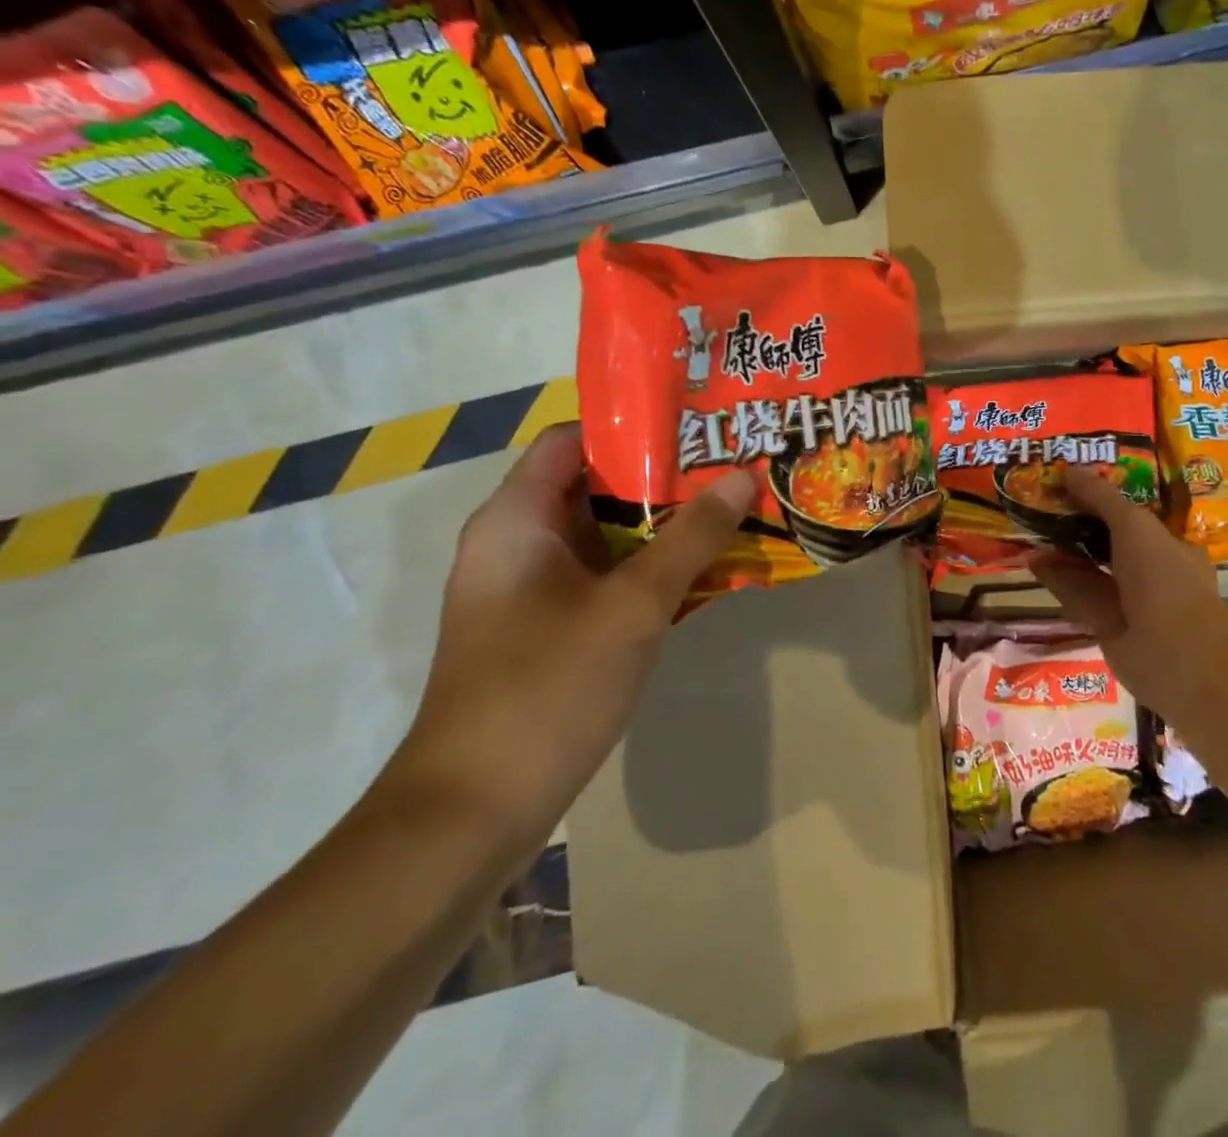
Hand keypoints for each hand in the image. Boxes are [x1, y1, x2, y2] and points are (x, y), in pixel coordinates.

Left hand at [388, 425, 753, 854]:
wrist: (473, 813)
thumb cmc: (546, 688)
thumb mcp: (632, 605)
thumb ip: (691, 537)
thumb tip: (743, 475)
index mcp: (517, 520)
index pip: (573, 440)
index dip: (634, 426)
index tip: (699, 424)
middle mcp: (519, 543)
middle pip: (596, 485)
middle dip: (666, 475)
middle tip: (733, 464)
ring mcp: (533, 589)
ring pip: (607, 535)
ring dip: (665, 524)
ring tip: (733, 507)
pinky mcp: (549, 628)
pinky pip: (607, 577)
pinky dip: (652, 567)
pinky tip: (707, 570)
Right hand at [1033, 466, 1227, 729]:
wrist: (1173, 651)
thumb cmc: (1163, 575)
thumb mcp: (1133, 523)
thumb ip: (1100, 496)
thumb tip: (1069, 470)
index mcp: (1173, 547)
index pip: (1140, 518)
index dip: (1110, 500)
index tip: (1080, 484)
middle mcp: (1155, 574)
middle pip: (1113, 543)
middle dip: (1082, 524)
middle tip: (1049, 502)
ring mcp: (1132, 603)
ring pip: (1093, 570)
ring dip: (1065, 550)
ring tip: (1032, 525)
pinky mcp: (1107, 627)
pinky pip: (1079, 595)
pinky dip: (1057, 578)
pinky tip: (1032, 559)